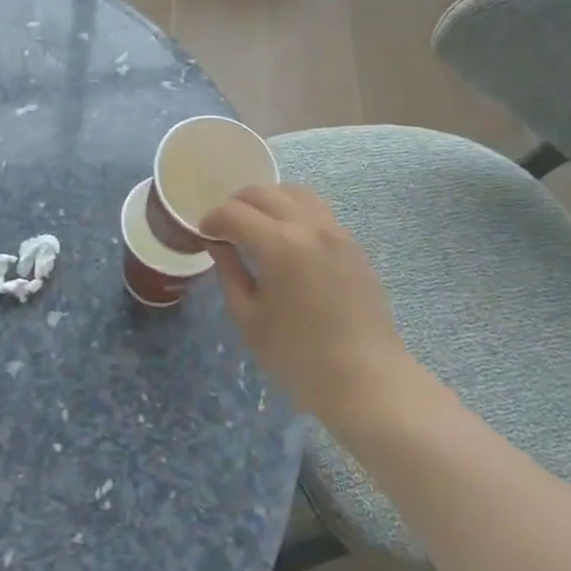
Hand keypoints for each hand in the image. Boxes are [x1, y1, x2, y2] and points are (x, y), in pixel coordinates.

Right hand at [202, 185, 426, 431]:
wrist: (367, 379)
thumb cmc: (298, 356)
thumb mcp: (249, 319)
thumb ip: (230, 273)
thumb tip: (218, 245)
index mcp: (278, 244)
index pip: (233, 213)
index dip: (212, 219)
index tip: (203, 234)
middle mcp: (308, 225)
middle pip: (263, 193)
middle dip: (236, 204)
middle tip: (224, 227)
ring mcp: (335, 231)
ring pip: (294, 191)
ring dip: (268, 200)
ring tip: (256, 224)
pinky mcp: (352, 243)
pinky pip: (317, 209)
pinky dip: (294, 210)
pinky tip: (287, 238)